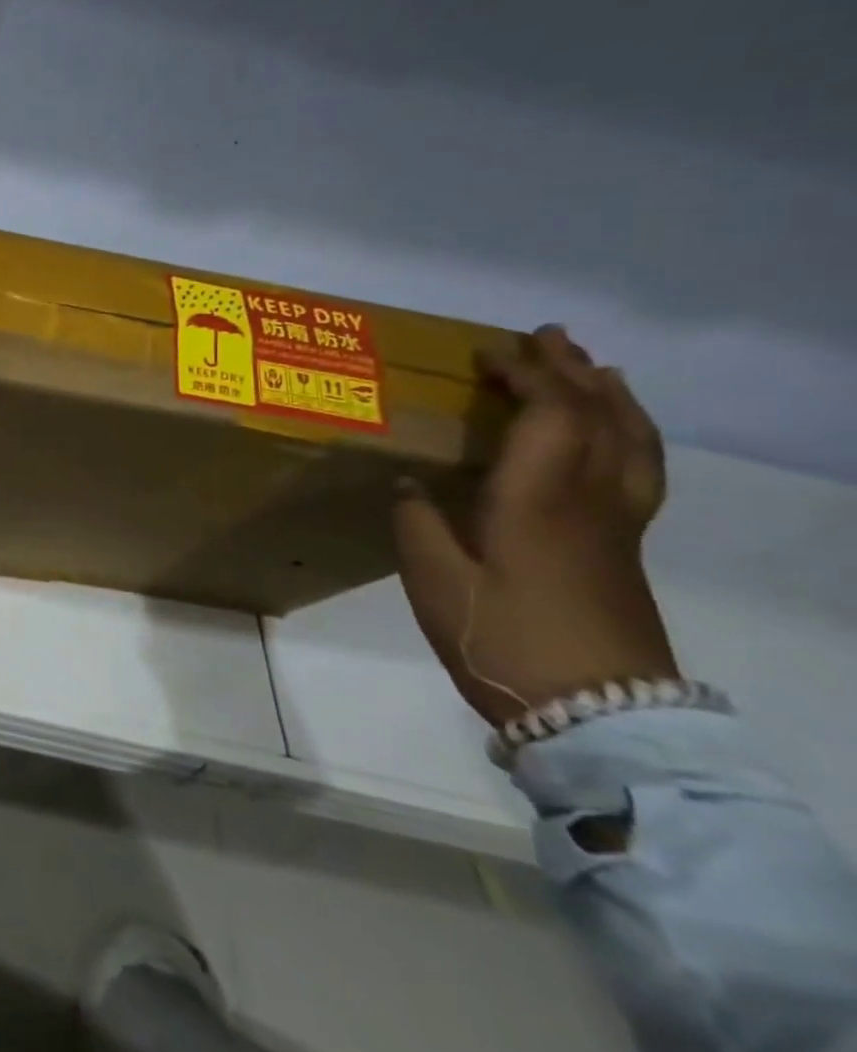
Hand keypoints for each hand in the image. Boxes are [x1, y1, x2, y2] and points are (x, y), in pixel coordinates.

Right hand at [393, 325, 678, 726]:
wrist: (595, 714)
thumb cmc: (503, 638)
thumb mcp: (434, 580)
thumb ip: (416, 521)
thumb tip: (410, 484)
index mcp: (537, 498)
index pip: (549, 412)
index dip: (523, 373)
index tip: (485, 354)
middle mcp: (588, 499)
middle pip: (597, 415)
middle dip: (570, 368)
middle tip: (543, 337)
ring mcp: (617, 524)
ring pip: (632, 440)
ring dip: (611, 396)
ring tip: (594, 370)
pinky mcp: (626, 548)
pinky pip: (640, 469)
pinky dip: (631, 436)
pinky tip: (615, 437)